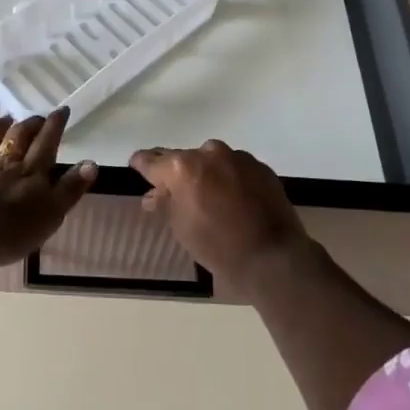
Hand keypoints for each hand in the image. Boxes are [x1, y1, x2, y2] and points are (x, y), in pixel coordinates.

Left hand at [0, 110, 95, 267]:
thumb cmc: (13, 229)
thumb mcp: (52, 213)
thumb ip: (71, 188)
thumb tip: (91, 163)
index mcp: (31, 171)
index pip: (47, 141)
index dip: (55, 125)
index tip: (62, 110)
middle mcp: (5, 163)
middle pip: (18, 136)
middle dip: (30, 124)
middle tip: (37, 118)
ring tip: (6, 119)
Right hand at [130, 140, 307, 283]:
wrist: (273, 256)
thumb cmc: (218, 246)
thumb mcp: (182, 228)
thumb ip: (165, 204)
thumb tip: (152, 195)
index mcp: (182, 168)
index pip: (152, 161)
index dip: (141, 164)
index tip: (136, 165)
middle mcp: (208, 153)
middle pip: (183, 158)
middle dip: (177, 172)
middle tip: (174, 189)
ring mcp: (237, 156)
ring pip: (211, 160)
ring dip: (206, 173)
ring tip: (209, 196)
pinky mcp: (259, 165)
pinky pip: (235, 167)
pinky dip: (229, 177)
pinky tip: (233, 198)